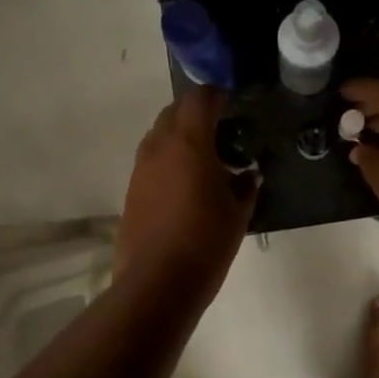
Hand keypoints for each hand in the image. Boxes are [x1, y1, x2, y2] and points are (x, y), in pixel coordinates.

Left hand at [114, 87, 258, 292]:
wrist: (157, 283)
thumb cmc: (205, 242)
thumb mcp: (237, 213)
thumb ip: (244, 186)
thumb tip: (247, 174)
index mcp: (188, 143)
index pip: (199, 100)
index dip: (216, 95)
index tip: (231, 101)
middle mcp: (159, 148)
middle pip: (174, 112)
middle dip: (196, 113)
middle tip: (221, 128)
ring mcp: (140, 169)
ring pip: (158, 135)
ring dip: (179, 135)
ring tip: (204, 157)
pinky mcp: (131, 191)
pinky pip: (151, 160)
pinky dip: (168, 159)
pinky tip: (185, 184)